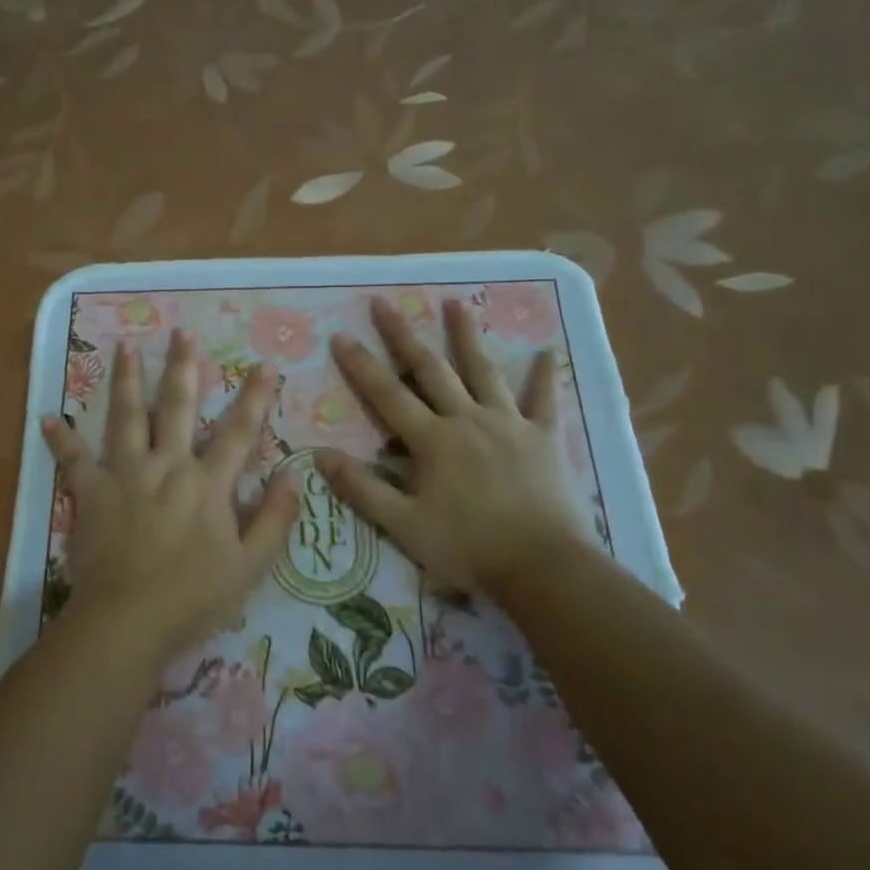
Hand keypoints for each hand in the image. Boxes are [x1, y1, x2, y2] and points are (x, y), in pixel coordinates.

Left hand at [41, 330, 298, 665]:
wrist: (129, 620)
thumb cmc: (194, 597)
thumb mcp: (250, 566)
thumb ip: (274, 520)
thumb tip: (295, 477)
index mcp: (207, 483)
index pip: (239, 432)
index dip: (255, 397)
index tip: (264, 364)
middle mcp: (167, 466)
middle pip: (177, 407)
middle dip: (182, 368)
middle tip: (181, 332)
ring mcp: (125, 475)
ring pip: (127, 417)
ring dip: (127, 380)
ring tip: (124, 347)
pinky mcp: (91, 494)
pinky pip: (72, 461)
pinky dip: (60, 440)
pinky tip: (47, 417)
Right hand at [316, 297, 588, 592]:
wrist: (543, 567)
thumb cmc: (468, 548)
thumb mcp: (404, 526)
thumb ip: (363, 489)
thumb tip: (321, 455)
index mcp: (433, 440)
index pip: (387, 395)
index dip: (361, 366)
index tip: (341, 336)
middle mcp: (467, 420)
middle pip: (431, 370)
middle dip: (404, 335)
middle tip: (385, 302)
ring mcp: (509, 424)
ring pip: (484, 371)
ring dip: (466, 336)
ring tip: (455, 303)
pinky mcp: (544, 438)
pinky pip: (544, 401)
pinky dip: (544, 377)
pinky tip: (547, 352)